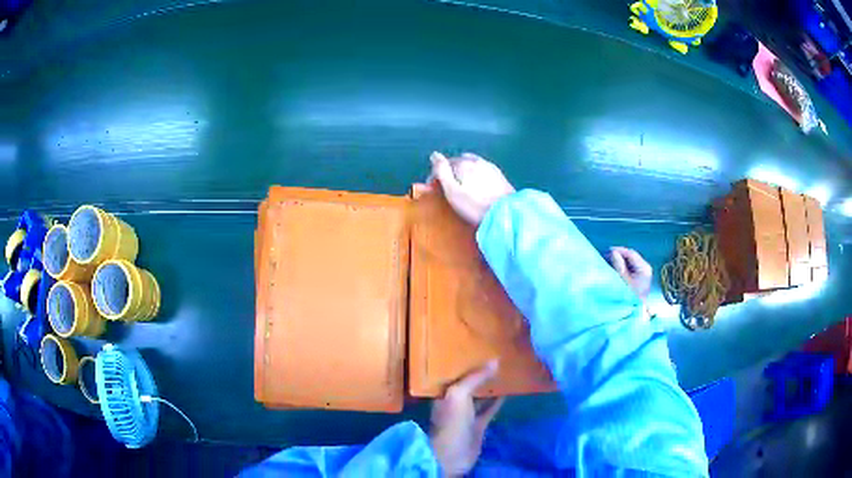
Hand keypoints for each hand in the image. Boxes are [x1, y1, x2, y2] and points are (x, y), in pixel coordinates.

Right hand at [429, 152, 514, 225]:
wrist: (506, 212)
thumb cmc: (475, 205)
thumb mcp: (452, 191)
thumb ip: (442, 171)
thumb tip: (434, 154)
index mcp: (463, 163)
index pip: (443, 163)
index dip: (436, 175)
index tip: (433, 189)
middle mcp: (476, 160)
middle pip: (458, 162)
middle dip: (450, 172)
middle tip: (447, 188)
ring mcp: (489, 166)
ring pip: (471, 164)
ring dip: (463, 172)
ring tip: (462, 187)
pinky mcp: (499, 175)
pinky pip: (482, 169)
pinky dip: (475, 174)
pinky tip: (477, 186)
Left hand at [429, 360, 503, 476]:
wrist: (453, 455)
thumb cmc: (451, 422)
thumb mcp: (459, 395)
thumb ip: (475, 378)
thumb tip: (495, 361)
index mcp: (443, 392)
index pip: (453, 372)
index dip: (463, 361)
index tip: (477, 347)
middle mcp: (453, 401)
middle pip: (467, 383)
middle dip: (478, 371)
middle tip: (495, 355)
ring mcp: (466, 414)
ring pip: (479, 395)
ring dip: (489, 385)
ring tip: (504, 370)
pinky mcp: (478, 424)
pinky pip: (489, 409)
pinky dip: (497, 401)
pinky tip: (507, 391)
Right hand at [608, 247, 652, 299]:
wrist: (636, 312)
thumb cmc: (630, 297)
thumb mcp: (624, 281)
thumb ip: (619, 266)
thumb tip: (613, 252)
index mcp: (644, 268)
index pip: (631, 253)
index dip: (619, 250)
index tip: (607, 251)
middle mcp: (645, 268)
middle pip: (631, 257)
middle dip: (618, 255)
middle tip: (606, 256)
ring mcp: (643, 273)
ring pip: (629, 262)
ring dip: (619, 261)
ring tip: (608, 261)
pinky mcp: (639, 277)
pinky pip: (629, 267)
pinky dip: (622, 266)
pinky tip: (614, 268)